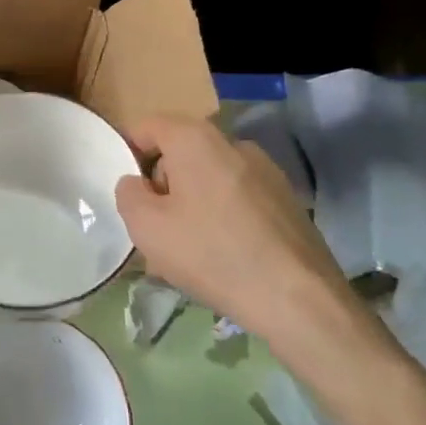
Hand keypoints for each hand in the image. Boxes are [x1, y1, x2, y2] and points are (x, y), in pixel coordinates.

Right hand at [114, 115, 391, 393]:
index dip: (130, 153)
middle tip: (156, 229)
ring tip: (189, 251)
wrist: (297, 298)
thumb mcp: (146, 227)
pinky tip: (223, 257)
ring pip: (211, 178)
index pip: (149, 126)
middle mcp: (234, 143)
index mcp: (196, 139)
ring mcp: (267, 171)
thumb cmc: (211, 254)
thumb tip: (137, 183)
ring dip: (193, 204)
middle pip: (181, 153)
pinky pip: (239, 198)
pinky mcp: (287, 200)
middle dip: (163, 185)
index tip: (129, 193)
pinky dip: (223, 217)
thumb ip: (129, 194)